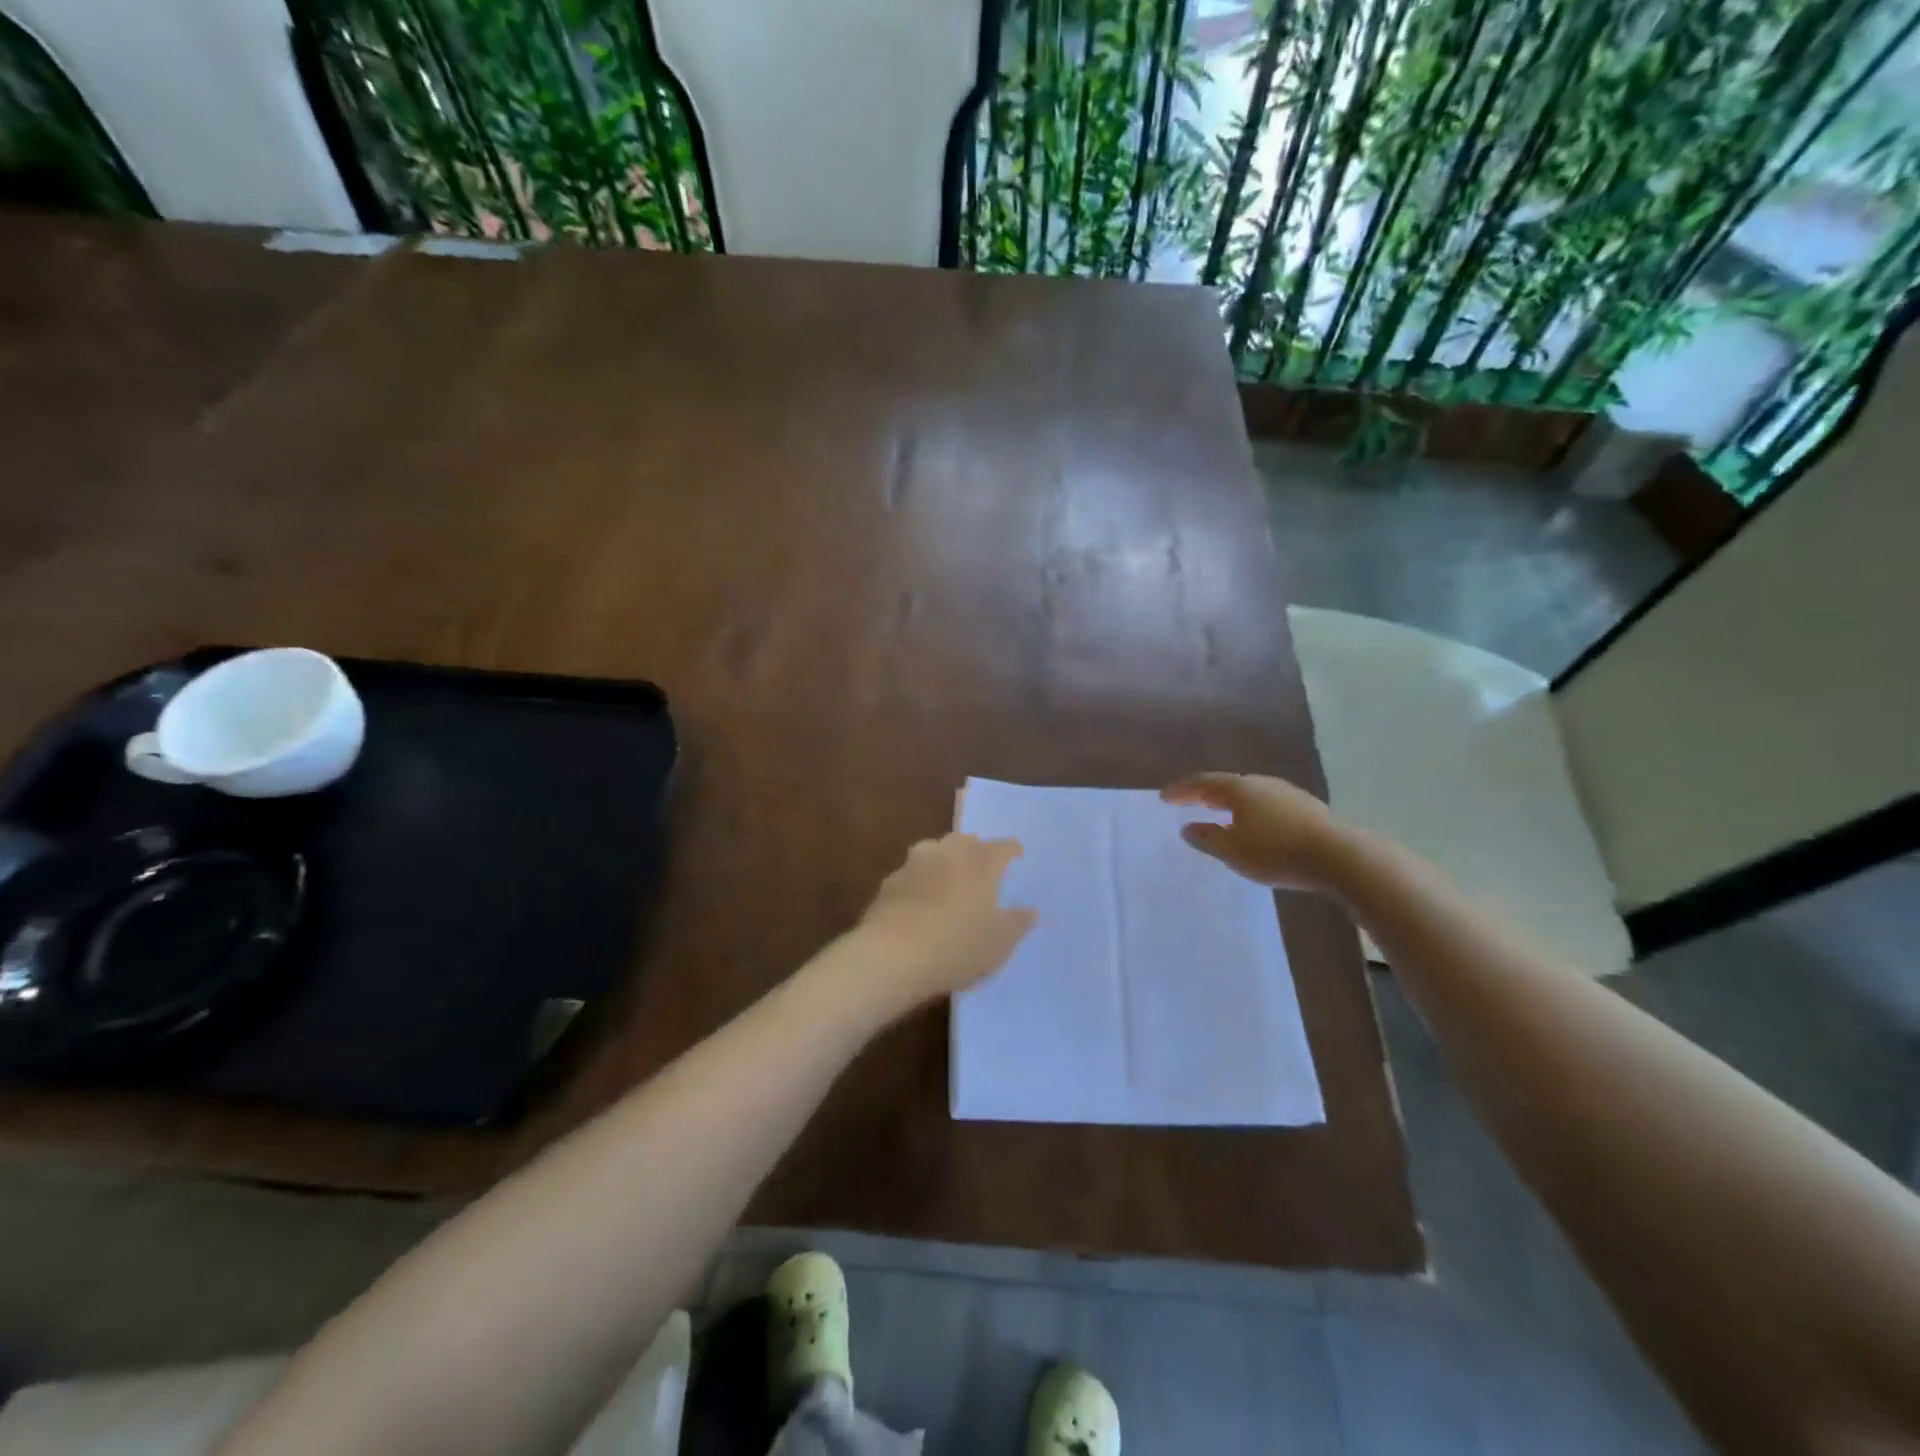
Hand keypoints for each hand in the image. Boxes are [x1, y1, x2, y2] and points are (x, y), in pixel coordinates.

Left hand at [850, 834, 1036, 1008]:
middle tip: (982, 869)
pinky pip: (912, 874)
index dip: (1012, 851)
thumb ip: (1017, 923)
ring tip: (949, 879)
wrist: (892, 956)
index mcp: (981, 862)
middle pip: (966, 841)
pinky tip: (920, 901)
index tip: (1017, 856)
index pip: (1003, 847)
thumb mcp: (999, 944)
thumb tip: (1029, 910)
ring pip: (934, 851)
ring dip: (944, 860)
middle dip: (976, 850)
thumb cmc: (957, 947)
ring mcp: (915, 864)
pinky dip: (920, 881)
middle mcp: (948, 853)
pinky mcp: (889, 882)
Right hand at [1161, 772, 1350, 890]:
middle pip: (1225, 784)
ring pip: (1248, 793)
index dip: (1181, 790)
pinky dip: (1250, 811)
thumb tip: (1188, 827)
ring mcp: (1286, 793)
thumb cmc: (1276, 853)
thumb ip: (1207, 838)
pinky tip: (1253, 826)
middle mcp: (1261, 783)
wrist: (1338, 857)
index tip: (1164, 798)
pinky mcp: (1305, 807)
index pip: (1202, 783)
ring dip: (1229, 803)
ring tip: (1218, 815)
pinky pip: (1267, 804)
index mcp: (1239, 789)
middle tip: (1188, 803)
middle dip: (1204, 794)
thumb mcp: (1233, 852)